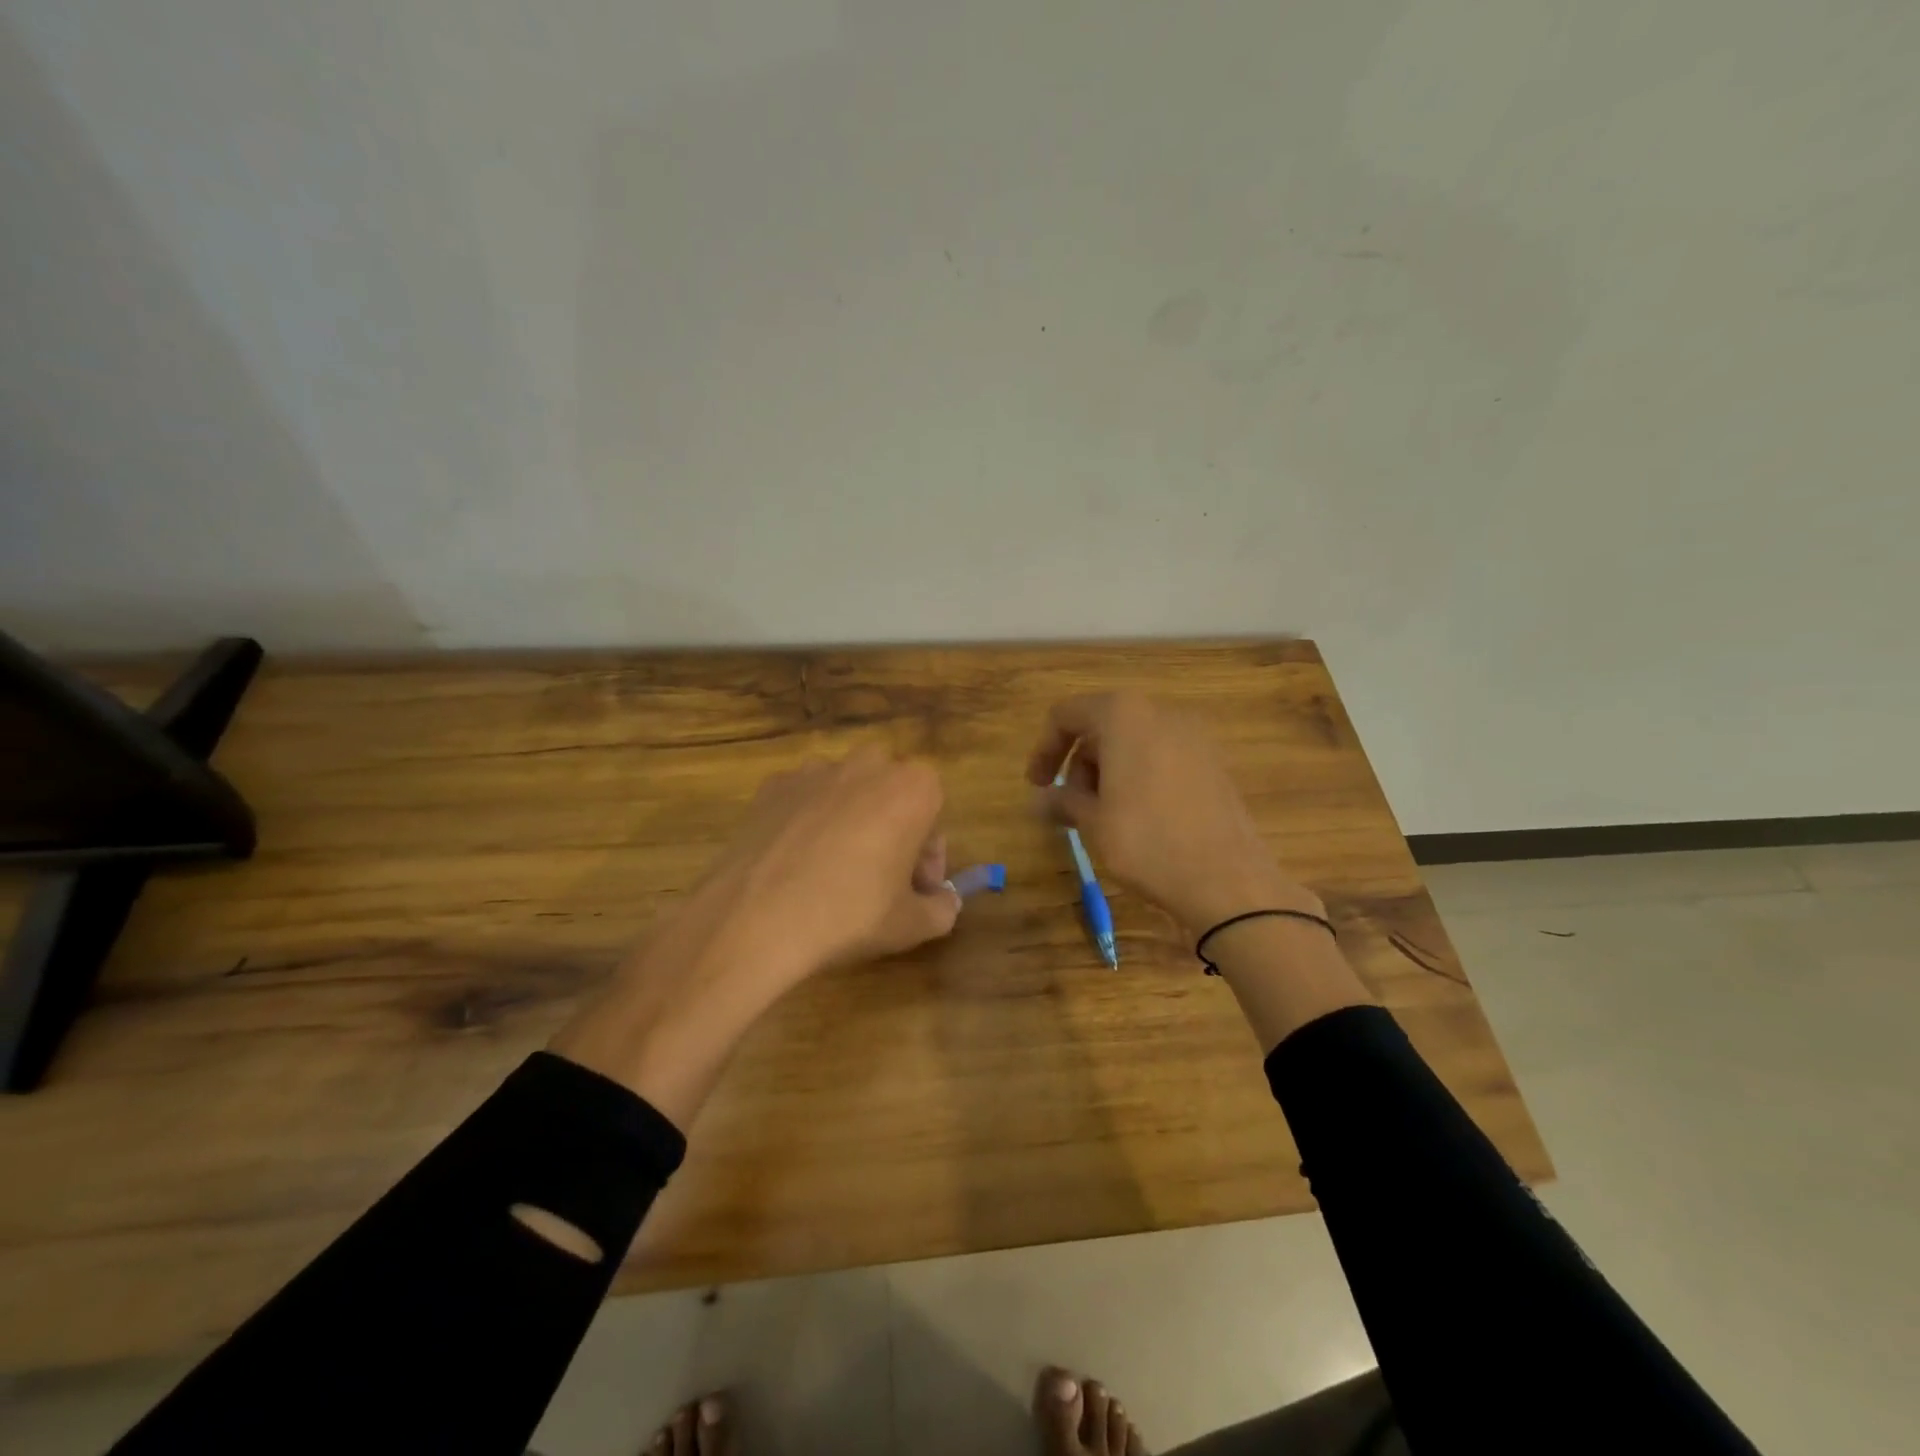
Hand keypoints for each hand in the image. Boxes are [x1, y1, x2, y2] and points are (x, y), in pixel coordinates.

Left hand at [683, 744, 962, 983]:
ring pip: (847, 793)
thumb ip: (943, 909)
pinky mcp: (773, 784)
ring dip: (851, 821)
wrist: (757, 917)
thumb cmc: (851, 915)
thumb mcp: (913, 925)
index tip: (916, 890)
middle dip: (893, 829)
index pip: (935, 814)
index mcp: (913, 788)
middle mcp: (868, 765)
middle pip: (891, 794)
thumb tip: (945, 901)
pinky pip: (804, 800)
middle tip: (880, 879)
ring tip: (833, 871)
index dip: (928, 856)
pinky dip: (807, 822)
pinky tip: (796, 863)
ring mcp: (815, 770)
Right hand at [1026, 692, 1320, 933]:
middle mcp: (1161, 712)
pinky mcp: (1214, 762)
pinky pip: (1163, 756)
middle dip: (1079, 763)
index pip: (1066, 715)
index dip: (1044, 748)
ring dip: (1108, 771)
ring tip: (1104, 817)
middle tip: (1072, 807)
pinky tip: (1140, 817)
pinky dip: (1140, 776)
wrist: (1227, 880)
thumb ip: (1062, 801)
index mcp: (1123, 715)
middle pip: (1102, 725)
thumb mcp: (1092, 822)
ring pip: (1134, 741)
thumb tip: (1041, 800)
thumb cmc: (1146, 842)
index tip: (1037, 786)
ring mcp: (1194, 736)